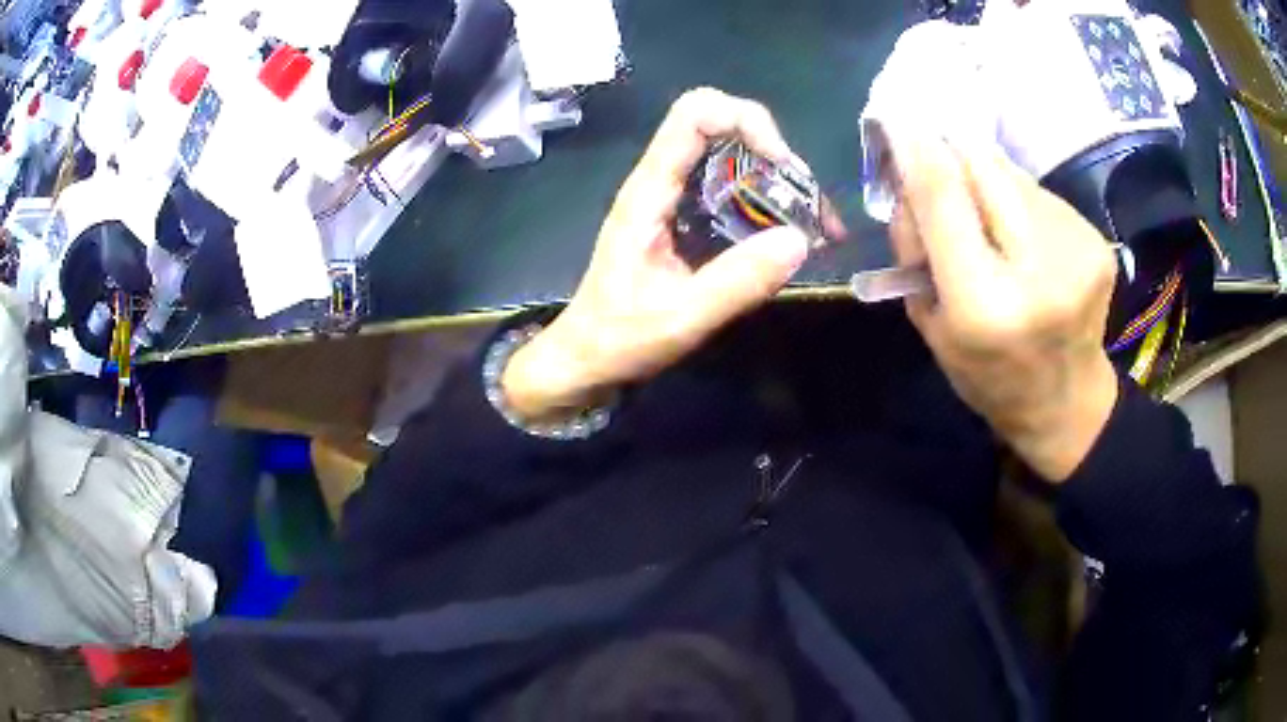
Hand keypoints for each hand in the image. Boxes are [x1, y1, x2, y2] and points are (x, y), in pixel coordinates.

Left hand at [503, 88, 831, 422]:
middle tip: (810, 207)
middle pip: (722, 129)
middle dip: (774, 154)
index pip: (694, 115)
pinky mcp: (687, 223)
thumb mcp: (681, 317)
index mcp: (650, 191)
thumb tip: (799, 240)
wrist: (588, 359)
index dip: (745, 120)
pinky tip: (791, 241)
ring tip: (816, 228)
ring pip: (732, 161)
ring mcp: (675, 201)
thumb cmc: (620, 338)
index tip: (782, 166)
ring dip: (778, 182)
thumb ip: (737, 282)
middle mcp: (663, 184)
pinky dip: (767, 206)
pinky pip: (732, 194)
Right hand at [889, 136, 1118, 481]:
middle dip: (951, 154)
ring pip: (1012, 173)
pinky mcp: (1095, 241)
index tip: (896, 117)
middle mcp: (1037, 269)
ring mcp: (1075, 251)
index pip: (944, 198)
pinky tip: (1021, 233)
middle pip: (984, 168)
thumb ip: (917, 247)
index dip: (917, 149)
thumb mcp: (932, 325)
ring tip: (986, 216)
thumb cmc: (989, 376)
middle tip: (935, 161)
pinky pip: (1039, 193)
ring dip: (985, 178)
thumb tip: (910, 173)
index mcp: (984, 306)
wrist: (1066, 403)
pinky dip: (1017, 199)